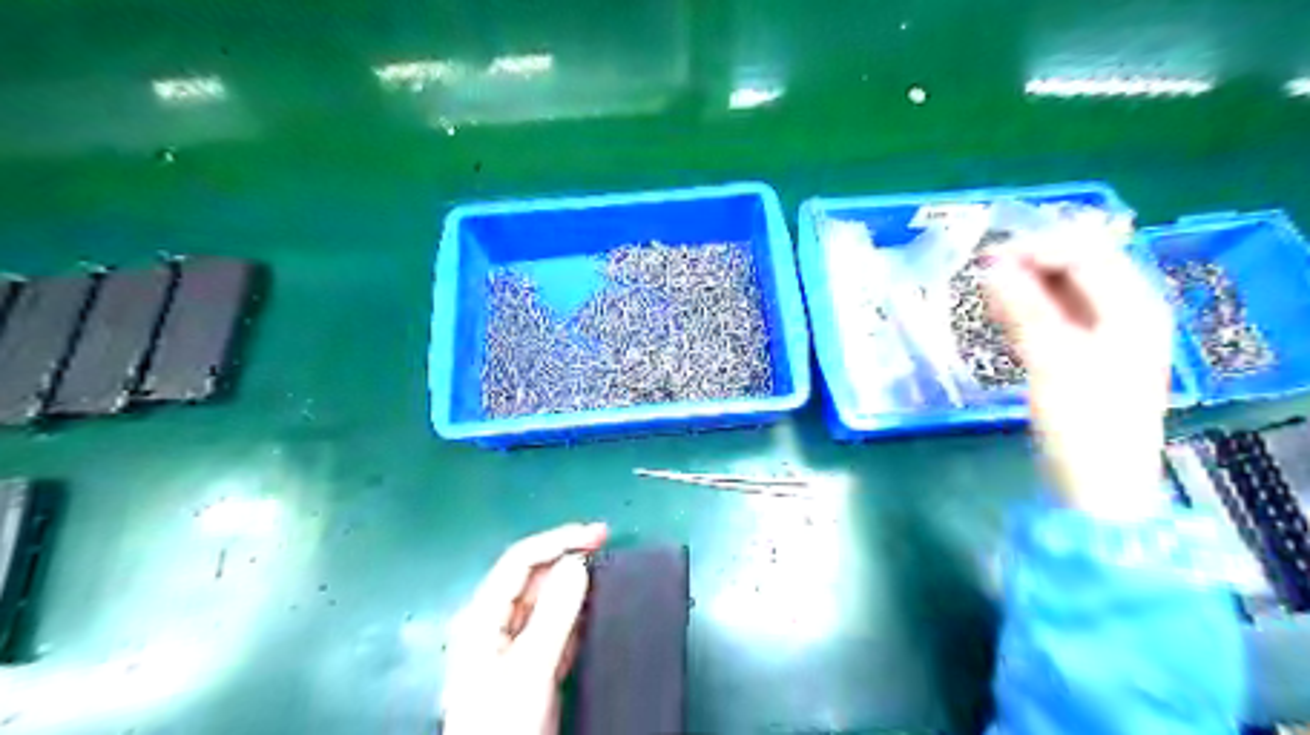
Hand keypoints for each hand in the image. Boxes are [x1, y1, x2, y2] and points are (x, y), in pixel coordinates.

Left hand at [440, 523, 602, 733]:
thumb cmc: (502, 722)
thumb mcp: (529, 668)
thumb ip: (553, 615)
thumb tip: (577, 564)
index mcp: (482, 617)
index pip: (520, 562)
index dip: (558, 540)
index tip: (597, 533)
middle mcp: (495, 624)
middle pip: (533, 577)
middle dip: (568, 556)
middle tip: (606, 543)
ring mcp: (513, 647)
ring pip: (546, 602)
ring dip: (575, 584)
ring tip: (606, 570)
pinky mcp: (531, 668)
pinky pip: (556, 627)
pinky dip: (577, 614)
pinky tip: (595, 608)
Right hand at [988, 234, 1172, 517]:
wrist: (1095, 486)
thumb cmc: (1082, 422)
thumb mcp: (1052, 361)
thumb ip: (1024, 309)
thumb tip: (992, 267)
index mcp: (1133, 308)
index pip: (1086, 254)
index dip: (1038, 248)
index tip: (988, 257)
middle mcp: (1125, 313)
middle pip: (1078, 269)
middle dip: (1030, 265)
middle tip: (981, 272)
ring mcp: (1106, 335)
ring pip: (1063, 292)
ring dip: (1025, 286)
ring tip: (985, 290)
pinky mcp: (1084, 355)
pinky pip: (1055, 316)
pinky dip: (1027, 309)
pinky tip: (999, 312)